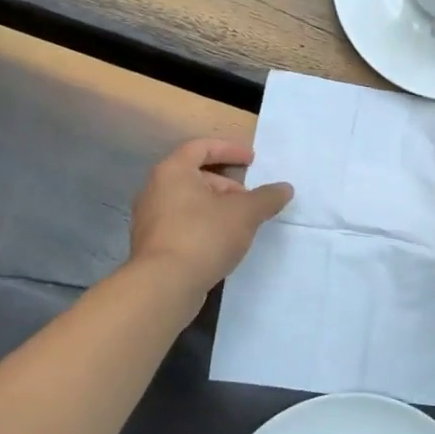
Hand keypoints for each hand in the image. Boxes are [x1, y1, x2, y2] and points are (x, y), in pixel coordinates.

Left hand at [128, 138, 293, 298]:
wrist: (164, 285)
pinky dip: (202, 225)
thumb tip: (285, 188)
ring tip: (239, 223)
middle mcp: (155, 189)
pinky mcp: (150, 245)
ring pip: (187, 202)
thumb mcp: (245, 213)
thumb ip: (267, 197)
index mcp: (173, 171)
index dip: (229, 150)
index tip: (251, 160)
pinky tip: (221, 243)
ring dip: (215, 206)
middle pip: (194, 175)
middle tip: (249, 199)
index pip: (201, 147)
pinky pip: (180, 224)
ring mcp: (149, 219)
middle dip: (226, 184)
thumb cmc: (204, 236)